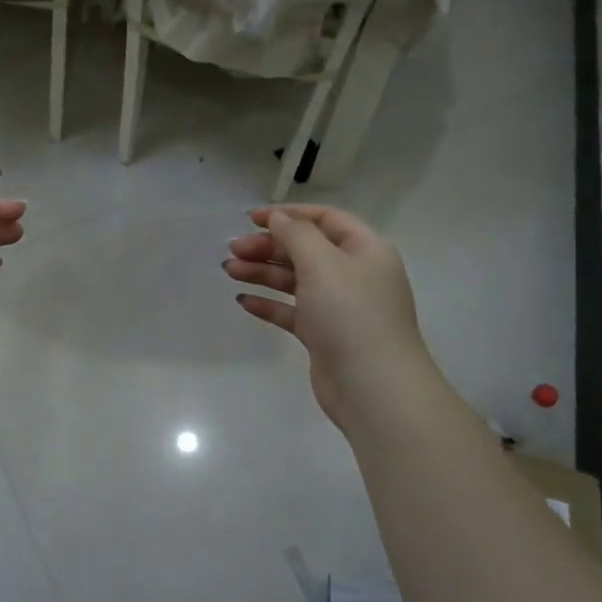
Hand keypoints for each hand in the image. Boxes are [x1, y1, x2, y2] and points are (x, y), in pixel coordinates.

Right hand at [224, 205, 426, 431]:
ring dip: (262, 272)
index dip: (289, 215)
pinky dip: (269, 303)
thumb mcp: (323, 263)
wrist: (373, 386)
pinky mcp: (324, 335)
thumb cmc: (350, 314)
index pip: (325, 219)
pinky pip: (292, 311)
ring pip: (295, 280)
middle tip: (233, 249)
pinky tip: (243, 301)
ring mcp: (339, 307)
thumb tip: (278, 218)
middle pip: (306, 249)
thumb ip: (296, 235)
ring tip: (229, 270)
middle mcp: (354, 274)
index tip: (251, 219)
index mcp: (365, 250)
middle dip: (269, 246)